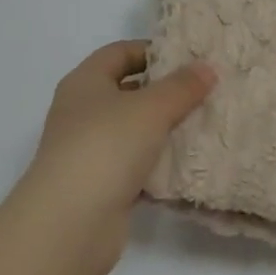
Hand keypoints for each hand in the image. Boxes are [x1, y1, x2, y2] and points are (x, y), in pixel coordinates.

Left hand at [21, 41, 216, 274]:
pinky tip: (185, 165)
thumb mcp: (151, 108)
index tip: (189, 58)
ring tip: (202, 124)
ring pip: (132, 130)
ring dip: (162, 129)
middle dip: (163, 91)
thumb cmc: (106, 147)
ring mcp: (88, 150)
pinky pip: (133, 165)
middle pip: (126, 90)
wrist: (69, 224)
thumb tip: (207, 68)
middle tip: (203, 90)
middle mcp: (81, 111)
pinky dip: (156, 164)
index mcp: (85, 82)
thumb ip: (181, 87)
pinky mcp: (98, 185)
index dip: (152, 50)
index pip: (120, 52)